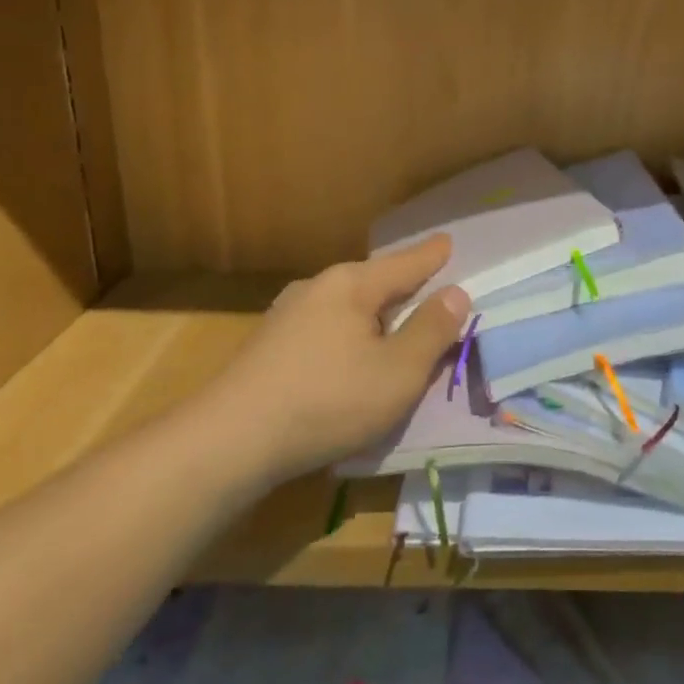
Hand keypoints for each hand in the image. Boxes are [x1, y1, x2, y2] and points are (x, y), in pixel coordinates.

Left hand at [198, 236, 469, 482]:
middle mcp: (317, 288)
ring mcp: (286, 316)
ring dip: (374, 316)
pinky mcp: (268, 347)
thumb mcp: (398, 371)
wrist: (228, 442)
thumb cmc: (327, 401)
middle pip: (373, 281)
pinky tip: (349, 360)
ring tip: (394, 328)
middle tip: (429, 288)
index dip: (432, 256)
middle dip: (403, 287)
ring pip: (346, 307)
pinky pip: (325, 329)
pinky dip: (348, 337)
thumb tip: (455, 293)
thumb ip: (431, 331)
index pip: (405, 263)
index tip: (448, 241)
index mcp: (352, 285)